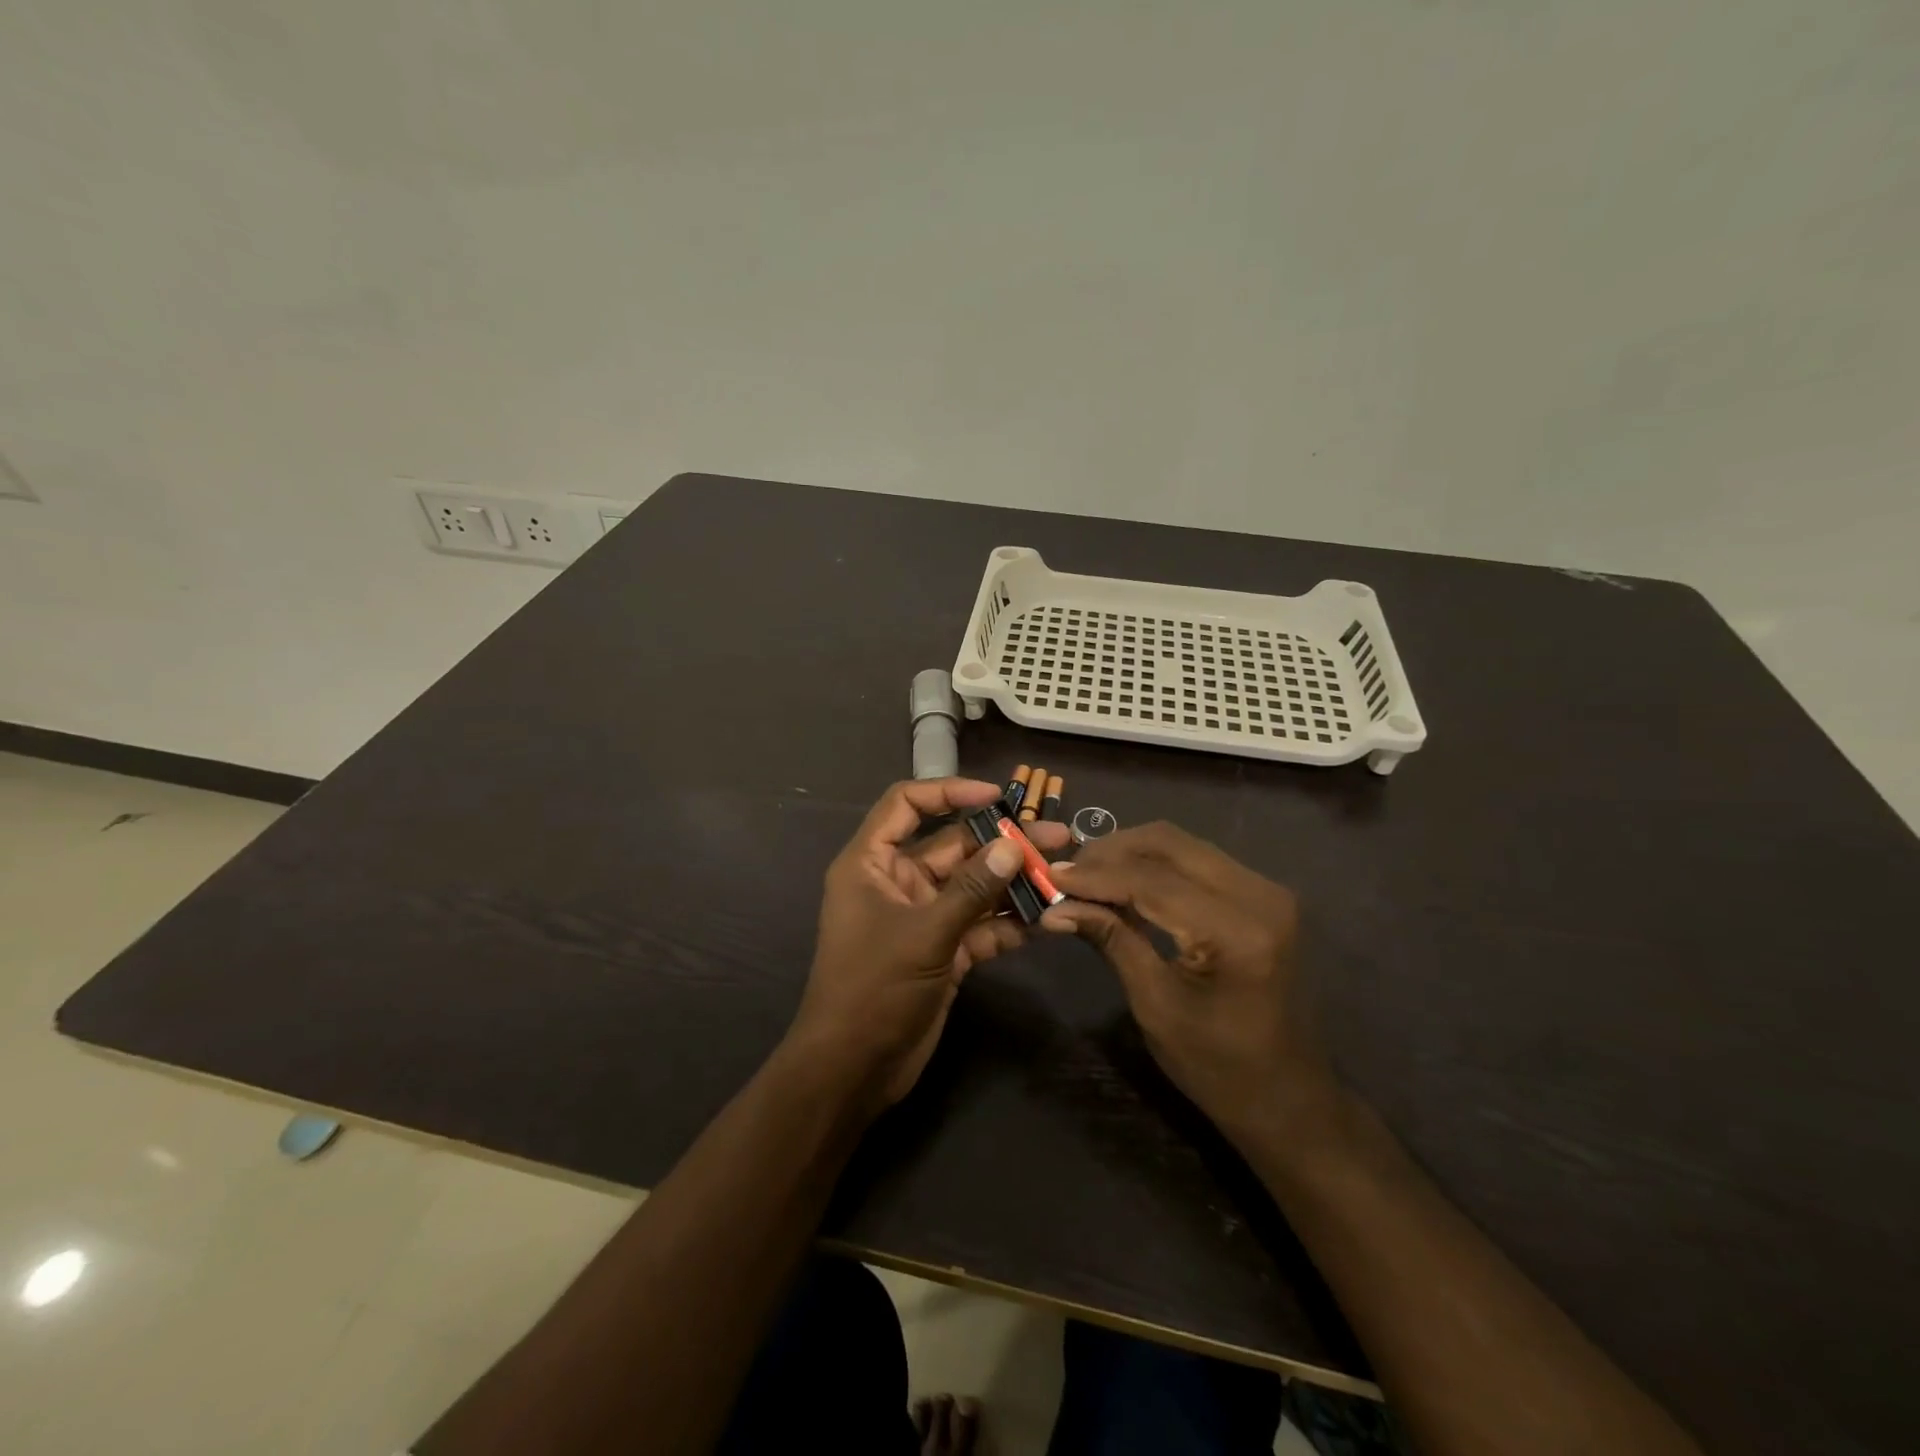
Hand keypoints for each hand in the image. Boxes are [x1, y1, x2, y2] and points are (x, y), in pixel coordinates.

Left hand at [790, 779, 1071, 1109]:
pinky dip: (1009, 922)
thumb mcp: (924, 934)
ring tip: (1063, 874)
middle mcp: (896, 882)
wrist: (853, 1070)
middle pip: (953, 847)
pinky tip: (1047, 920)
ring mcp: (922, 917)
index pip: (906, 805)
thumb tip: (1012, 846)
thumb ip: (970, 890)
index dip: (948, 791)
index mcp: (872, 863)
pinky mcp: (942, 950)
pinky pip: (979, 925)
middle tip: (1057, 838)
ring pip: (972, 887)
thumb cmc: (873, 989)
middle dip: (1001, 843)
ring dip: (1013, 883)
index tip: (995, 796)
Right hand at [1042, 822, 1334, 1134]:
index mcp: (1238, 931)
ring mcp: (1267, 891)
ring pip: (1183, 845)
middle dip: (1112, 851)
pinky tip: (1125, 881)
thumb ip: (1111, 940)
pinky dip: (1157, 865)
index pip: (1152, 881)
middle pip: (1170, 844)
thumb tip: (1055, 907)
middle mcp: (1260, 896)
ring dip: (1132, 853)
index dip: (1096, 875)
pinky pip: (1199, 861)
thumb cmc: (1218, 1067)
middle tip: (1067, 871)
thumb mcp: (1155, 1004)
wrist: (1288, 1099)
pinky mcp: (1263, 895)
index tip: (1050, 875)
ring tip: (1088, 874)